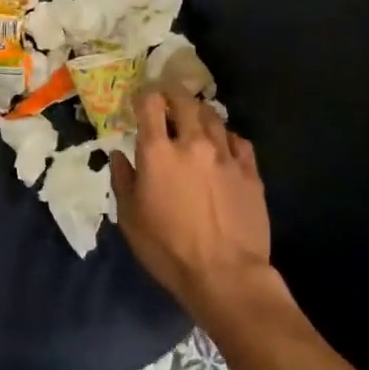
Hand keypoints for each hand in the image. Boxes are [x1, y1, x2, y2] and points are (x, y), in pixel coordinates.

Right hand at [110, 89, 272, 319]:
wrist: (225, 275)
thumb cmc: (168, 249)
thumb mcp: (130, 219)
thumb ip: (123, 180)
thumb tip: (119, 155)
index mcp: (158, 152)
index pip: (150, 104)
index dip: (144, 95)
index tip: (141, 98)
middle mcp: (193, 143)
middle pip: (185, 101)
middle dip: (173, 94)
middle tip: (168, 99)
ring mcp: (225, 155)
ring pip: (213, 117)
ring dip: (200, 113)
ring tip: (195, 119)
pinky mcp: (250, 171)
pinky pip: (238, 141)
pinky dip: (227, 137)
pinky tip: (223, 146)